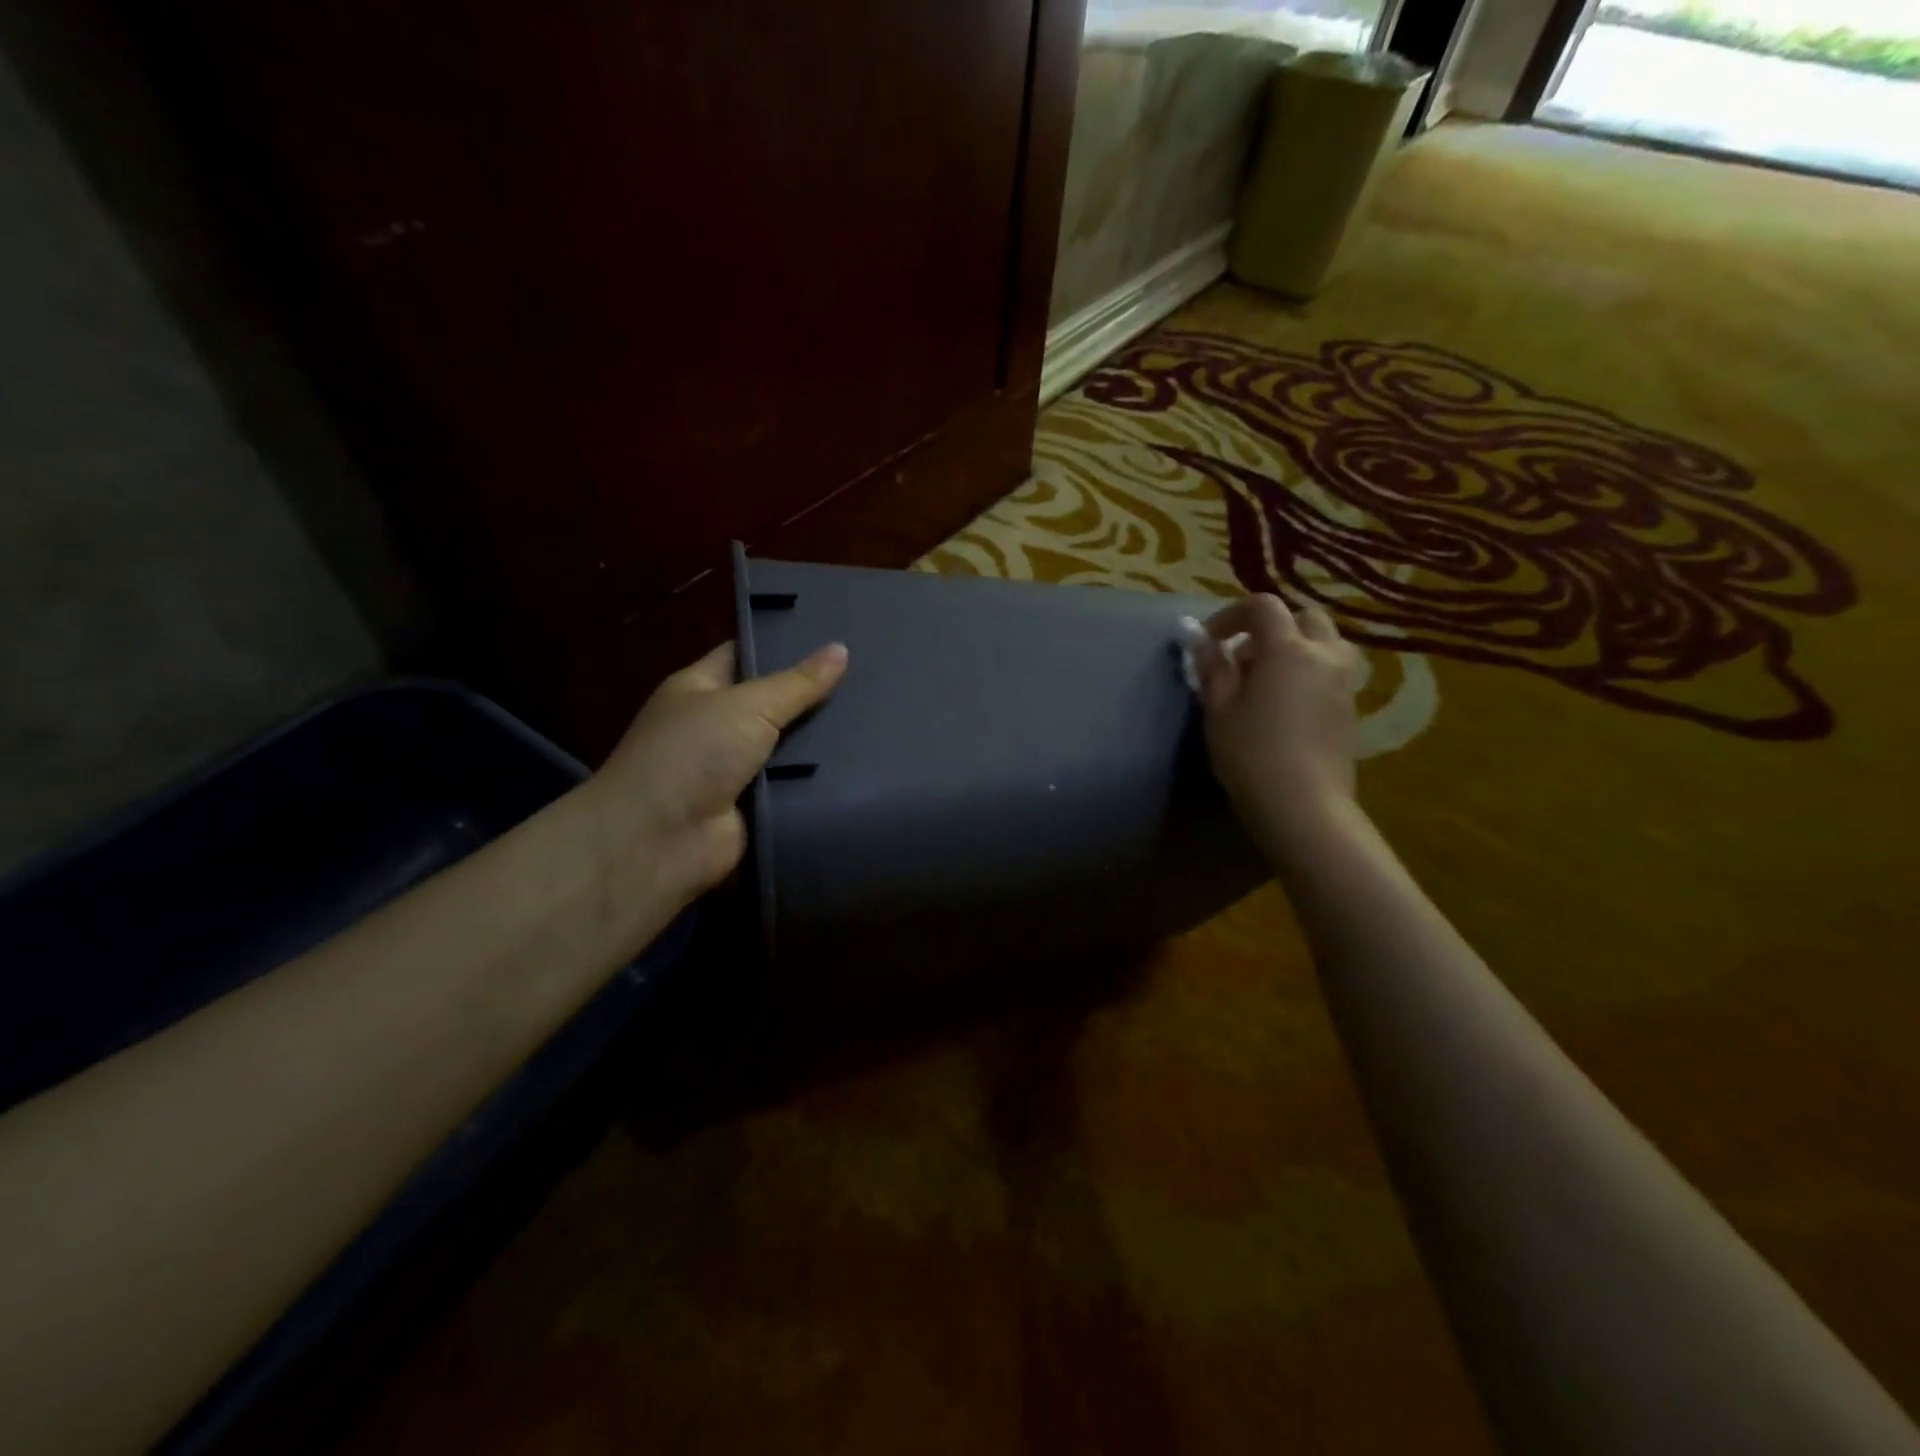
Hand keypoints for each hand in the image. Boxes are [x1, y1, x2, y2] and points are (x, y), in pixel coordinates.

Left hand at [586, 639, 847, 913]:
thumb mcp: (748, 705)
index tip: (835, 636)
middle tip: (870, 681)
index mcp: (701, 689)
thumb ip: (798, 682)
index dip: (785, 646)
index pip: (746, 656)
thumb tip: (841, 648)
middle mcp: (717, 726)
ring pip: (790, 748)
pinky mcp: (756, 807)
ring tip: (877, 721)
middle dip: (814, 696)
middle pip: (774, 704)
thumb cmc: (693, 753)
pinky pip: (795, 788)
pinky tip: (865, 766)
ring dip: (824, 742)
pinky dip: (822, 782)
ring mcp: (737, 770)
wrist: (660, 840)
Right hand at [1190, 594, 1364, 856]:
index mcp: (1288, 649)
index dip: (1231, 615)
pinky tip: (1285, 703)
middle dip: (1271, 627)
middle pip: (1303, 617)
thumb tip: (1201, 641)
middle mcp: (1324, 655)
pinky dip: (1309, 670)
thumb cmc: (1251, 753)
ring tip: (1266, 678)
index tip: (1209, 640)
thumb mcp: (1219, 709)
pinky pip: (1331, 670)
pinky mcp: (1350, 707)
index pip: (1263, 607)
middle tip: (1242, 657)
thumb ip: (1212, 668)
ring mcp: (1344, 681)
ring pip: (1325, 642)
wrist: (1303, 805)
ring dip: (1296, 646)